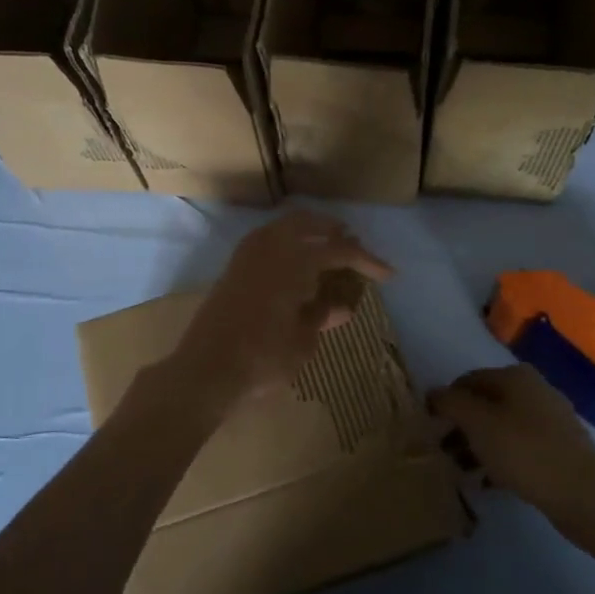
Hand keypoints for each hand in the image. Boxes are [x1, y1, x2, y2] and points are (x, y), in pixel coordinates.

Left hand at [166, 211, 392, 413]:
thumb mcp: (303, 341)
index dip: (367, 261)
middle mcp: (269, 248)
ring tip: (325, 249)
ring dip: (306, 232)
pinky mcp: (232, 270)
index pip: (339, 251)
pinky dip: (285, 243)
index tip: (389, 274)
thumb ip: (321, 315)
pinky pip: (265, 241)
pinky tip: (294, 264)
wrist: (205, 370)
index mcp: (293, 260)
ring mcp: (246, 256)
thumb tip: (341, 306)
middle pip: (306, 223)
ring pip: (281, 228)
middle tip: (352, 243)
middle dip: (332, 230)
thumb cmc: (262, 357)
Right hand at [429, 365, 594, 524]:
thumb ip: (451, 404)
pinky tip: (487, 483)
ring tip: (461, 471)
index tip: (429, 429)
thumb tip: (433, 393)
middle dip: (461, 427)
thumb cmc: (524, 451)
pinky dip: (499, 459)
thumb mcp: (477, 423)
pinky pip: (519, 447)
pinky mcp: (559, 448)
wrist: (583, 494)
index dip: (445, 402)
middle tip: (443, 453)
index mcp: (515, 376)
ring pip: (501, 427)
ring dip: (477, 446)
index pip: (467, 381)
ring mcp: (550, 419)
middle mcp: (535, 390)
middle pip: (485, 404)